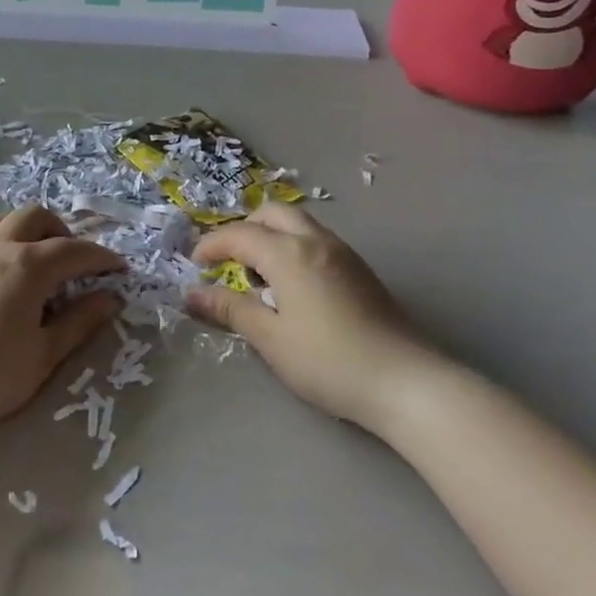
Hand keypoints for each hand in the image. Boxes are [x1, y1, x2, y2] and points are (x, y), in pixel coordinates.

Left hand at [0, 206, 122, 438]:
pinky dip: (5, 241)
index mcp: (28, 265)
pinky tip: (6, 275)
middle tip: (76, 265)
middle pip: (37, 217)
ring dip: (31, 232)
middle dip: (64, 233)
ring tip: (41, 264)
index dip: (101, 257)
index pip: (75, 250)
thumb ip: (80, 321)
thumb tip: (110, 298)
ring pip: (6, 221)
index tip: (119, 269)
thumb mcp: (45, 354)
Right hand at [186, 203, 433, 428]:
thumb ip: (230, 310)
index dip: (212, 245)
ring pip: (298, 224)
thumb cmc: (327, 361)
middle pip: (272, 214)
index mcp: (289, 254)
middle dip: (244, 229)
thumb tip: (192, 294)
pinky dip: (293, 247)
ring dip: (271, 236)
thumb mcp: (270, 339)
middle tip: (228, 261)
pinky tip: (292, 287)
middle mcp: (316, 241)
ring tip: (259, 277)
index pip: (240, 235)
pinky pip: (316, 240)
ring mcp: (343, 253)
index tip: (195, 264)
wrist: (404, 382)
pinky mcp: (360, 270)